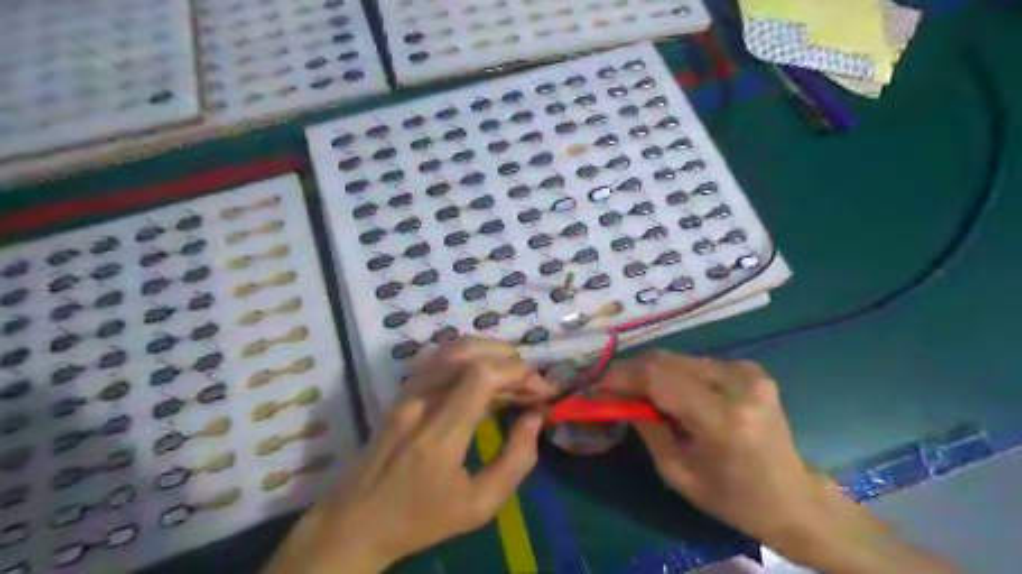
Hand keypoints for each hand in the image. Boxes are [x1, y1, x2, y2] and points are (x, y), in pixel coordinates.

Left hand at [261, 335, 554, 572]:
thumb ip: (515, 460)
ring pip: (450, 349)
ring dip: (489, 352)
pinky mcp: (402, 393)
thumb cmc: (420, 519)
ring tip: (513, 374)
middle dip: (508, 359)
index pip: (480, 376)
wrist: (356, 522)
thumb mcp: (478, 506)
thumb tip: (535, 418)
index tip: (541, 389)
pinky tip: (485, 376)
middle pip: (467, 352)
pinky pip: (438, 360)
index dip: (516, 372)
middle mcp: (420, 402)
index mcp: (439, 434)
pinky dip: (469, 358)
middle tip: (531, 382)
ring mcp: (406, 393)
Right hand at [601, 349, 829, 550]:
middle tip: (610, 386)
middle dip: (632, 370)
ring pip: (679, 358)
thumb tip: (618, 397)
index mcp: (724, 418)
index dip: (622, 376)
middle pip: (667, 360)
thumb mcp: (677, 472)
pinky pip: (696, 363)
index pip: (659, 379)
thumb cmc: (732, 498)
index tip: (597, 384)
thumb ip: (646, 427)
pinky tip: (667, 392)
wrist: (793, 498)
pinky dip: (673, 374)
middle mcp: (738, 384)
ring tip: (635, 390)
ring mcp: (748, 372)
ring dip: (651, 371)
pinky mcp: (750, 369)